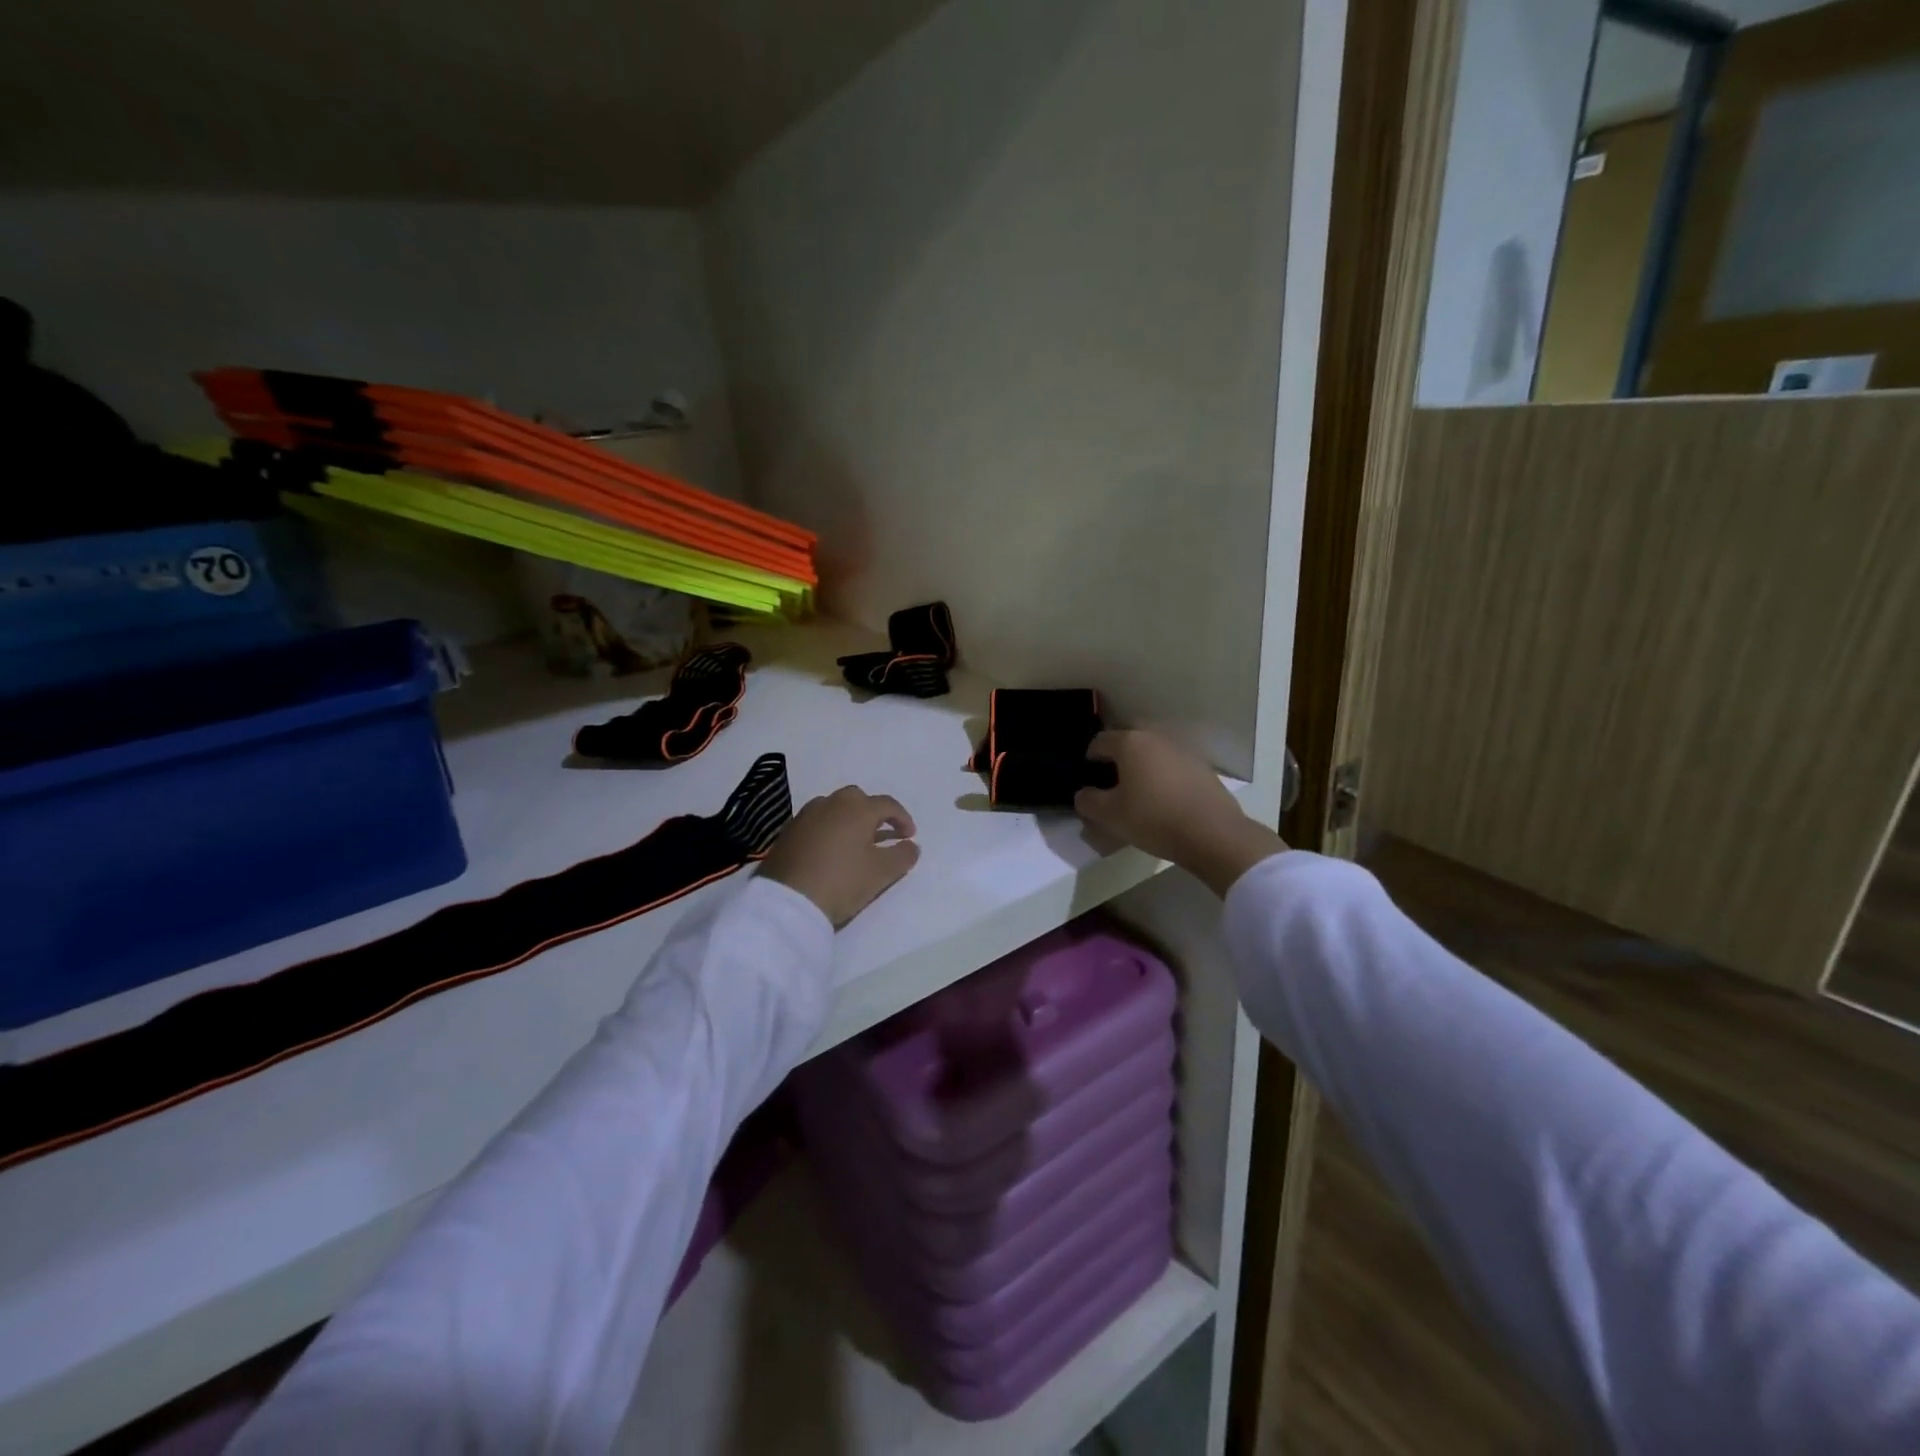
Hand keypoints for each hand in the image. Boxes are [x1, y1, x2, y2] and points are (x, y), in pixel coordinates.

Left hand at [759, 787, 920, 927]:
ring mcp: (805, 816)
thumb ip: (903, 855)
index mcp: (857, 808)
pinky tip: (831, 852)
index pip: (887, 804)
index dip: (903, 819)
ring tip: (856, 844)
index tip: (909, 837)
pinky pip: (816, 823)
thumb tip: (911, 845)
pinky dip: (829, 831)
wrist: (787, 901)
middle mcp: (830, 803)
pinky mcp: (788, 832)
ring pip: (834, 809)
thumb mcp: (882, 872)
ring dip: (849, 821)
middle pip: (858, 800)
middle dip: (873, 814)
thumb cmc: (842, 881)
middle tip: (882, 835)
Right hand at [1075, 730, 1284, 896]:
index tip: (1088, 775)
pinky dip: (1164, 773)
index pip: (1100, 741)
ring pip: (1153, 750)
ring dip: (1143, 763)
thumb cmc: (1153, 818)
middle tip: (1112, 779)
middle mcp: (1156, 737)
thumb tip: (1083, 794)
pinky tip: (1164, 796)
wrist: (1212, 833)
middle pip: (1129, 739)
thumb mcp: (1109, 816)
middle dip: (1118, 755)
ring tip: (1138, 789)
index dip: (1090, 757)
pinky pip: (1173, 763)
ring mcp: (1183, 749)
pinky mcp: (1202, 766)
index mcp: (1131, 743)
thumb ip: (1088, 801)